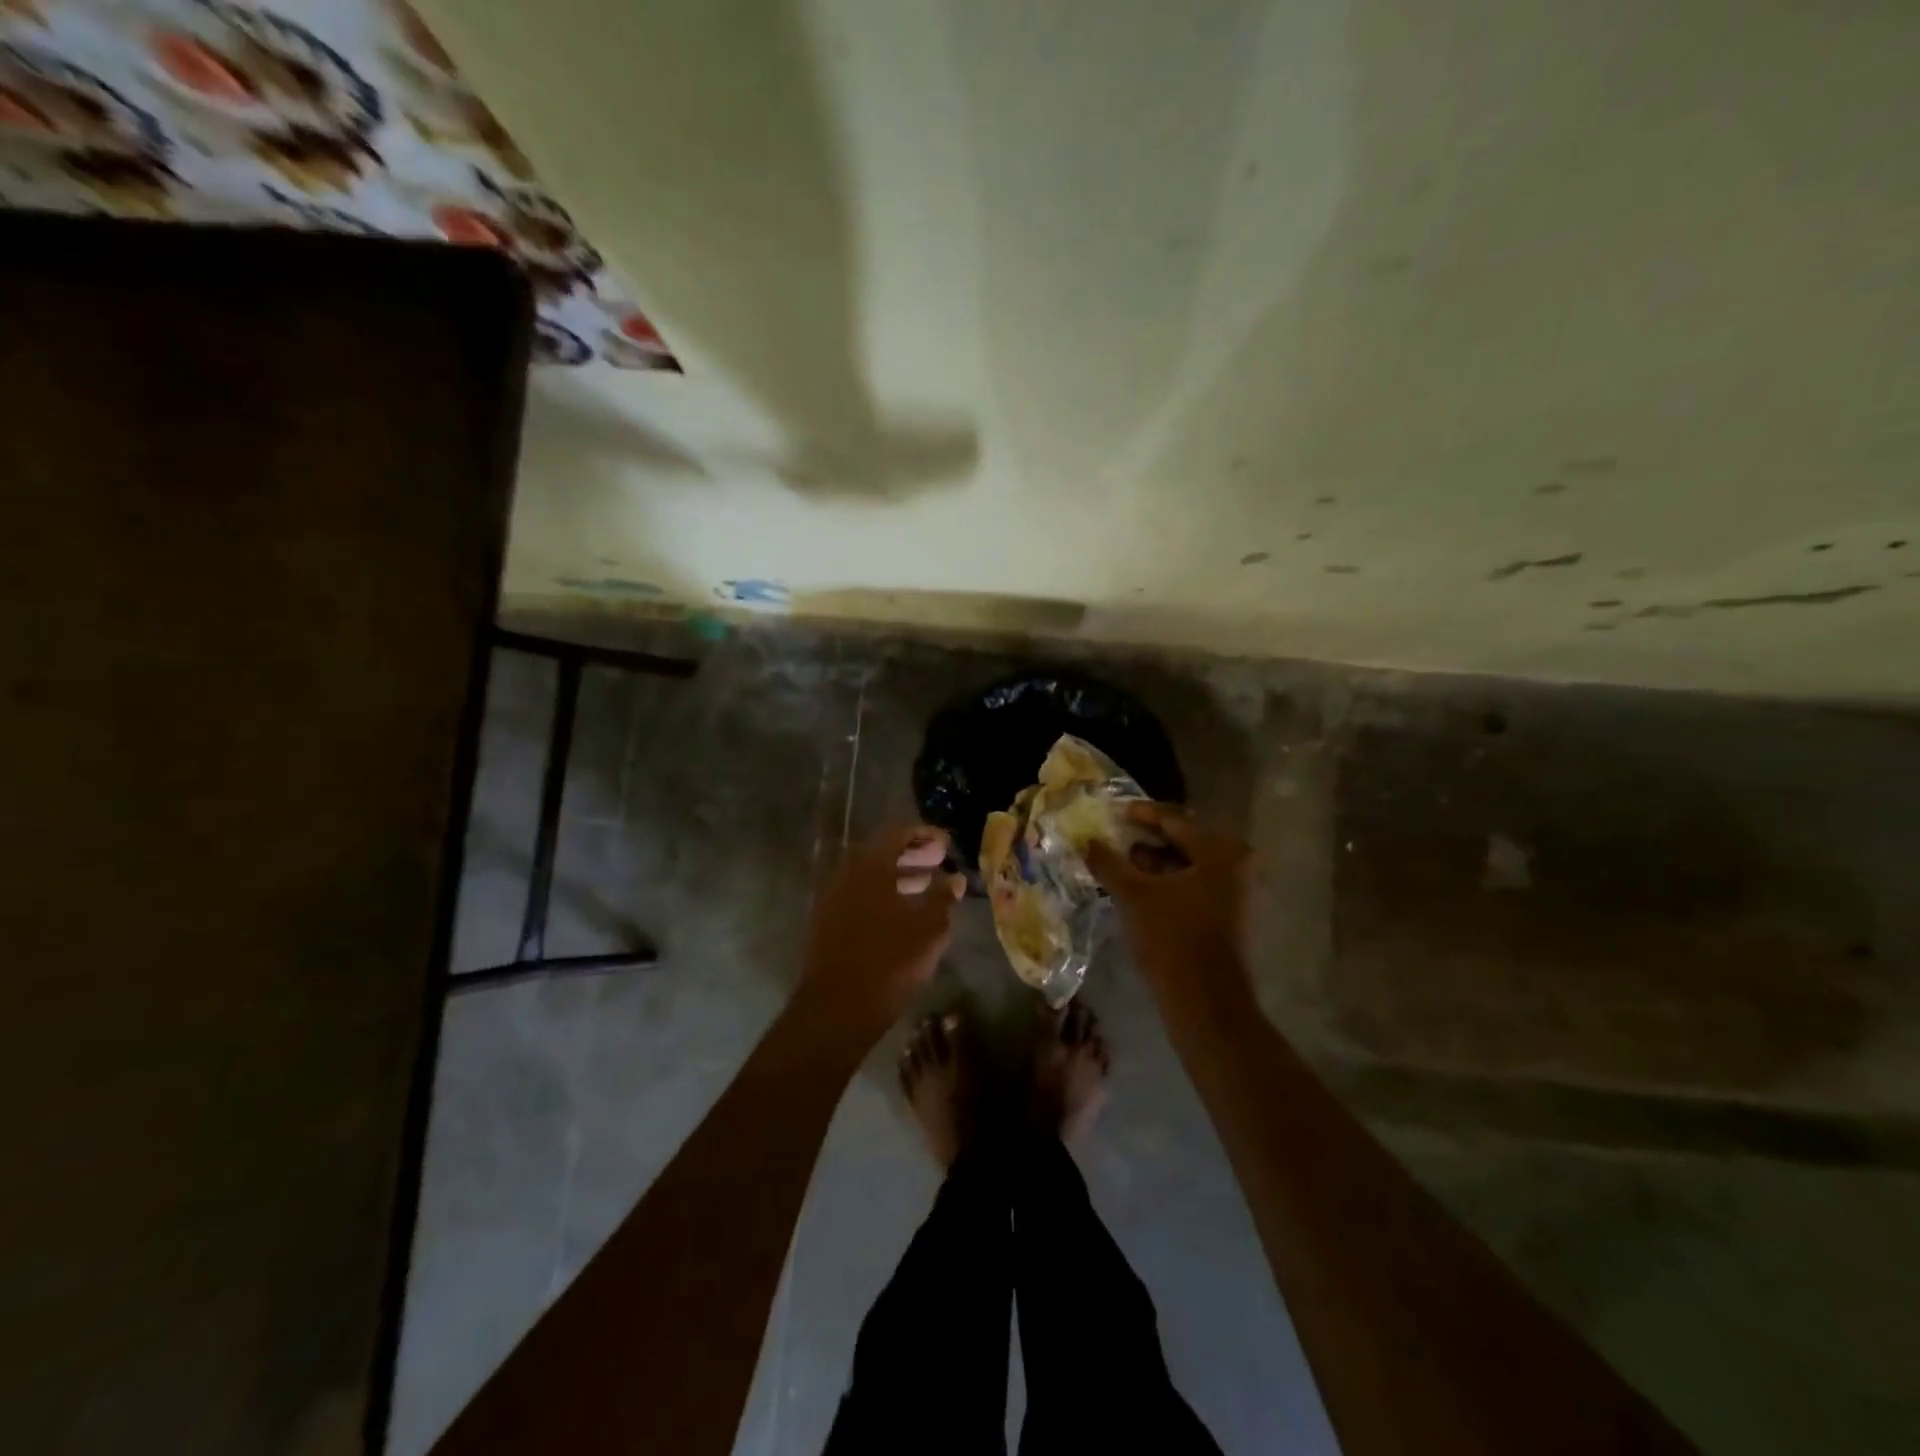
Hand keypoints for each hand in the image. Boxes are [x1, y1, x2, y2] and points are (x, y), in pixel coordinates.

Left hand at [798, 825, 964, 1034]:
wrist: (836, 1009)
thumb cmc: (889, 962)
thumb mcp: (928, 929)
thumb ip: (943, 897)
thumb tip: (955, 878)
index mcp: (870, 866)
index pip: (898, 834)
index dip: (925, 835)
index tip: (947, 844)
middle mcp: (847, 874)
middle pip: (881, 853)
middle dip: (913, 855)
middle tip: (940, 861)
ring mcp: (833, 899)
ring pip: (870, 877)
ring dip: (899, 877)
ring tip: (928, 888)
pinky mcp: (827, 923)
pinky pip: (859, 896)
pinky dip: (883, 896)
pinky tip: (903, 914)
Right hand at [1086, 804, 1253, 985]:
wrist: (1206, 1003)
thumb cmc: (1171, 939)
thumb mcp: (1133, 895)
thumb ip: (1109, 862)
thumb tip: (1087, 841)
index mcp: (1222, 851)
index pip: (1175, 820)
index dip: (1140, 814)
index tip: (1113, 811)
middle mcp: (1240, 864)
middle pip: (1186, 840)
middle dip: (1148, 839)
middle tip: (1116, 835)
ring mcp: (1241, 891)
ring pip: (1191, 864)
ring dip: (1157, 862)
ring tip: (1123, 863)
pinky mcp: (1235, 914)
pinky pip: (1199, 884)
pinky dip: (1171, 882)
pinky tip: (1142, 887)